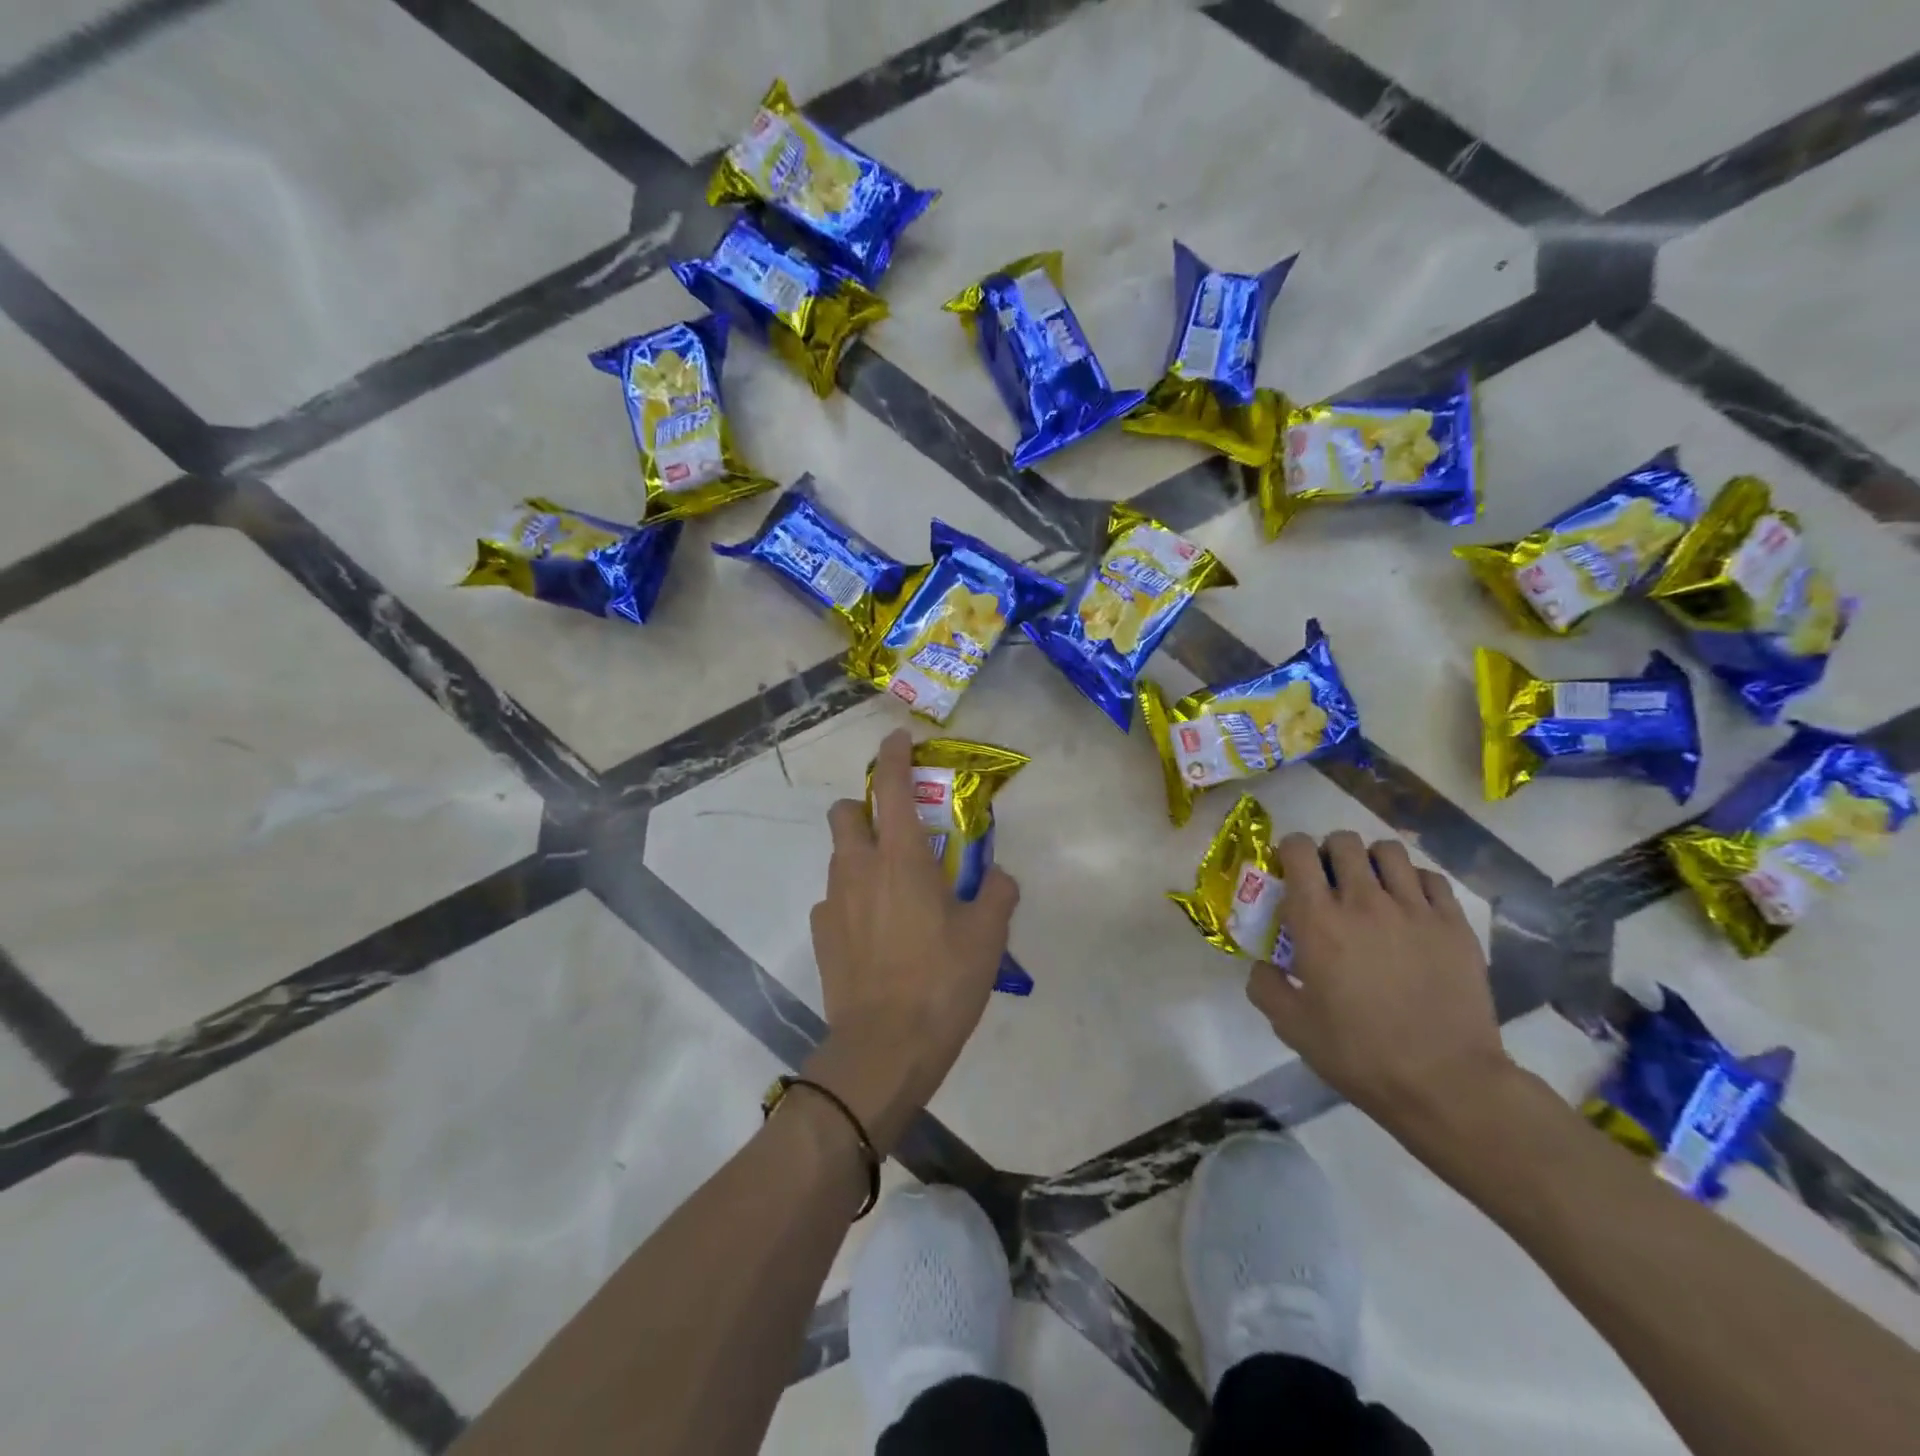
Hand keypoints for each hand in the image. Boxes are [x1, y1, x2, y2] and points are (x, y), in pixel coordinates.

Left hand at [803, 729, 1018, 1151]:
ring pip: (839, 856)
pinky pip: (835, 898)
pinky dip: (853, 899)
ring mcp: (832, 901)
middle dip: (865, 807)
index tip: (897, 739)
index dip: (894, 756)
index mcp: (901, 858)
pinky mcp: (821, 933)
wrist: (884, 1047)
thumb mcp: (987, 936)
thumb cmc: (941, 982)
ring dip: (861, 854)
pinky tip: (877, 931)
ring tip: (894, 888)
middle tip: (896, 830)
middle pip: (845, 812)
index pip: (893, 787)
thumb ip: (997, 894)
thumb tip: (997, 876)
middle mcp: (859, 868)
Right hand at [1247, 831, 1513, 1137]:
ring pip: (1390, 851)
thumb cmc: (1359, 1053)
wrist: (1446, 1082)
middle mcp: (1363, 900)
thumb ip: (1264, 986)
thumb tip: (1262, 965)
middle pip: (1344, 841)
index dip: (1290, 852)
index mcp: (1318, 919)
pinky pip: (1431, 878)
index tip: (1290, 873)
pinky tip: (1411, 908)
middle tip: (1331, 882)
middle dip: (1330, 853)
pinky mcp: (1454, 925)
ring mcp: (1414, 909)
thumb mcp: (1292, 1027)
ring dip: (1373, 861)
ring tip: (1373, 888)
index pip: (1298, 849)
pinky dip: (1415, 883)